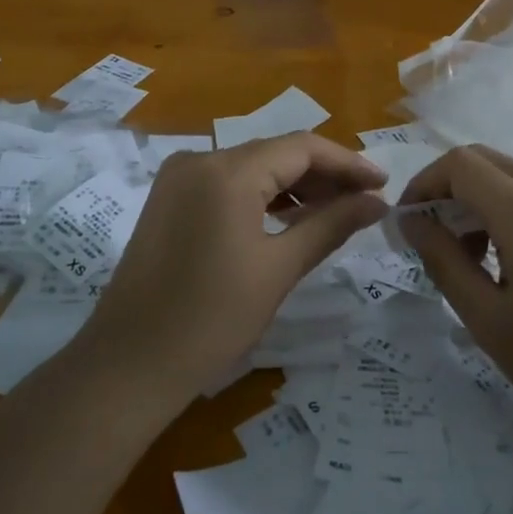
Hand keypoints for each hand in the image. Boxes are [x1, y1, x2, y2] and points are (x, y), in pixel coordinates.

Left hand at [84, 133, 387, 399]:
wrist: (129, 365)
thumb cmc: (211, 319)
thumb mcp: (279, 268)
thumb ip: (331, 224)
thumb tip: (377, 202)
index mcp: (227, 171)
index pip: (302, 148)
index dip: (347, 163)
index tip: (383, 184)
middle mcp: (200, 160)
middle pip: (276, 153)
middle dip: (324, 175)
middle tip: (366, 202)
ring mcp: (179, 178)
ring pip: (253, 168)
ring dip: (296, 186)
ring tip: (337, 212)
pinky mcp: (170, 200)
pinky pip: (228, 185)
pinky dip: (263, 197)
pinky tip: (292, 218)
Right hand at [398, 144, 512, 435]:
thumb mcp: (487, 318)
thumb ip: (443, 261)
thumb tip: (412, 221)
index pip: (461, 164)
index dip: (424, 182)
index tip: (409, 221)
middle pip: (486, 161)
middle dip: (448, 188)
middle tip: (433, 236)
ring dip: (478, 202)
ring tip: (471, 260)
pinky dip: (508, 213)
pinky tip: (510, 265)